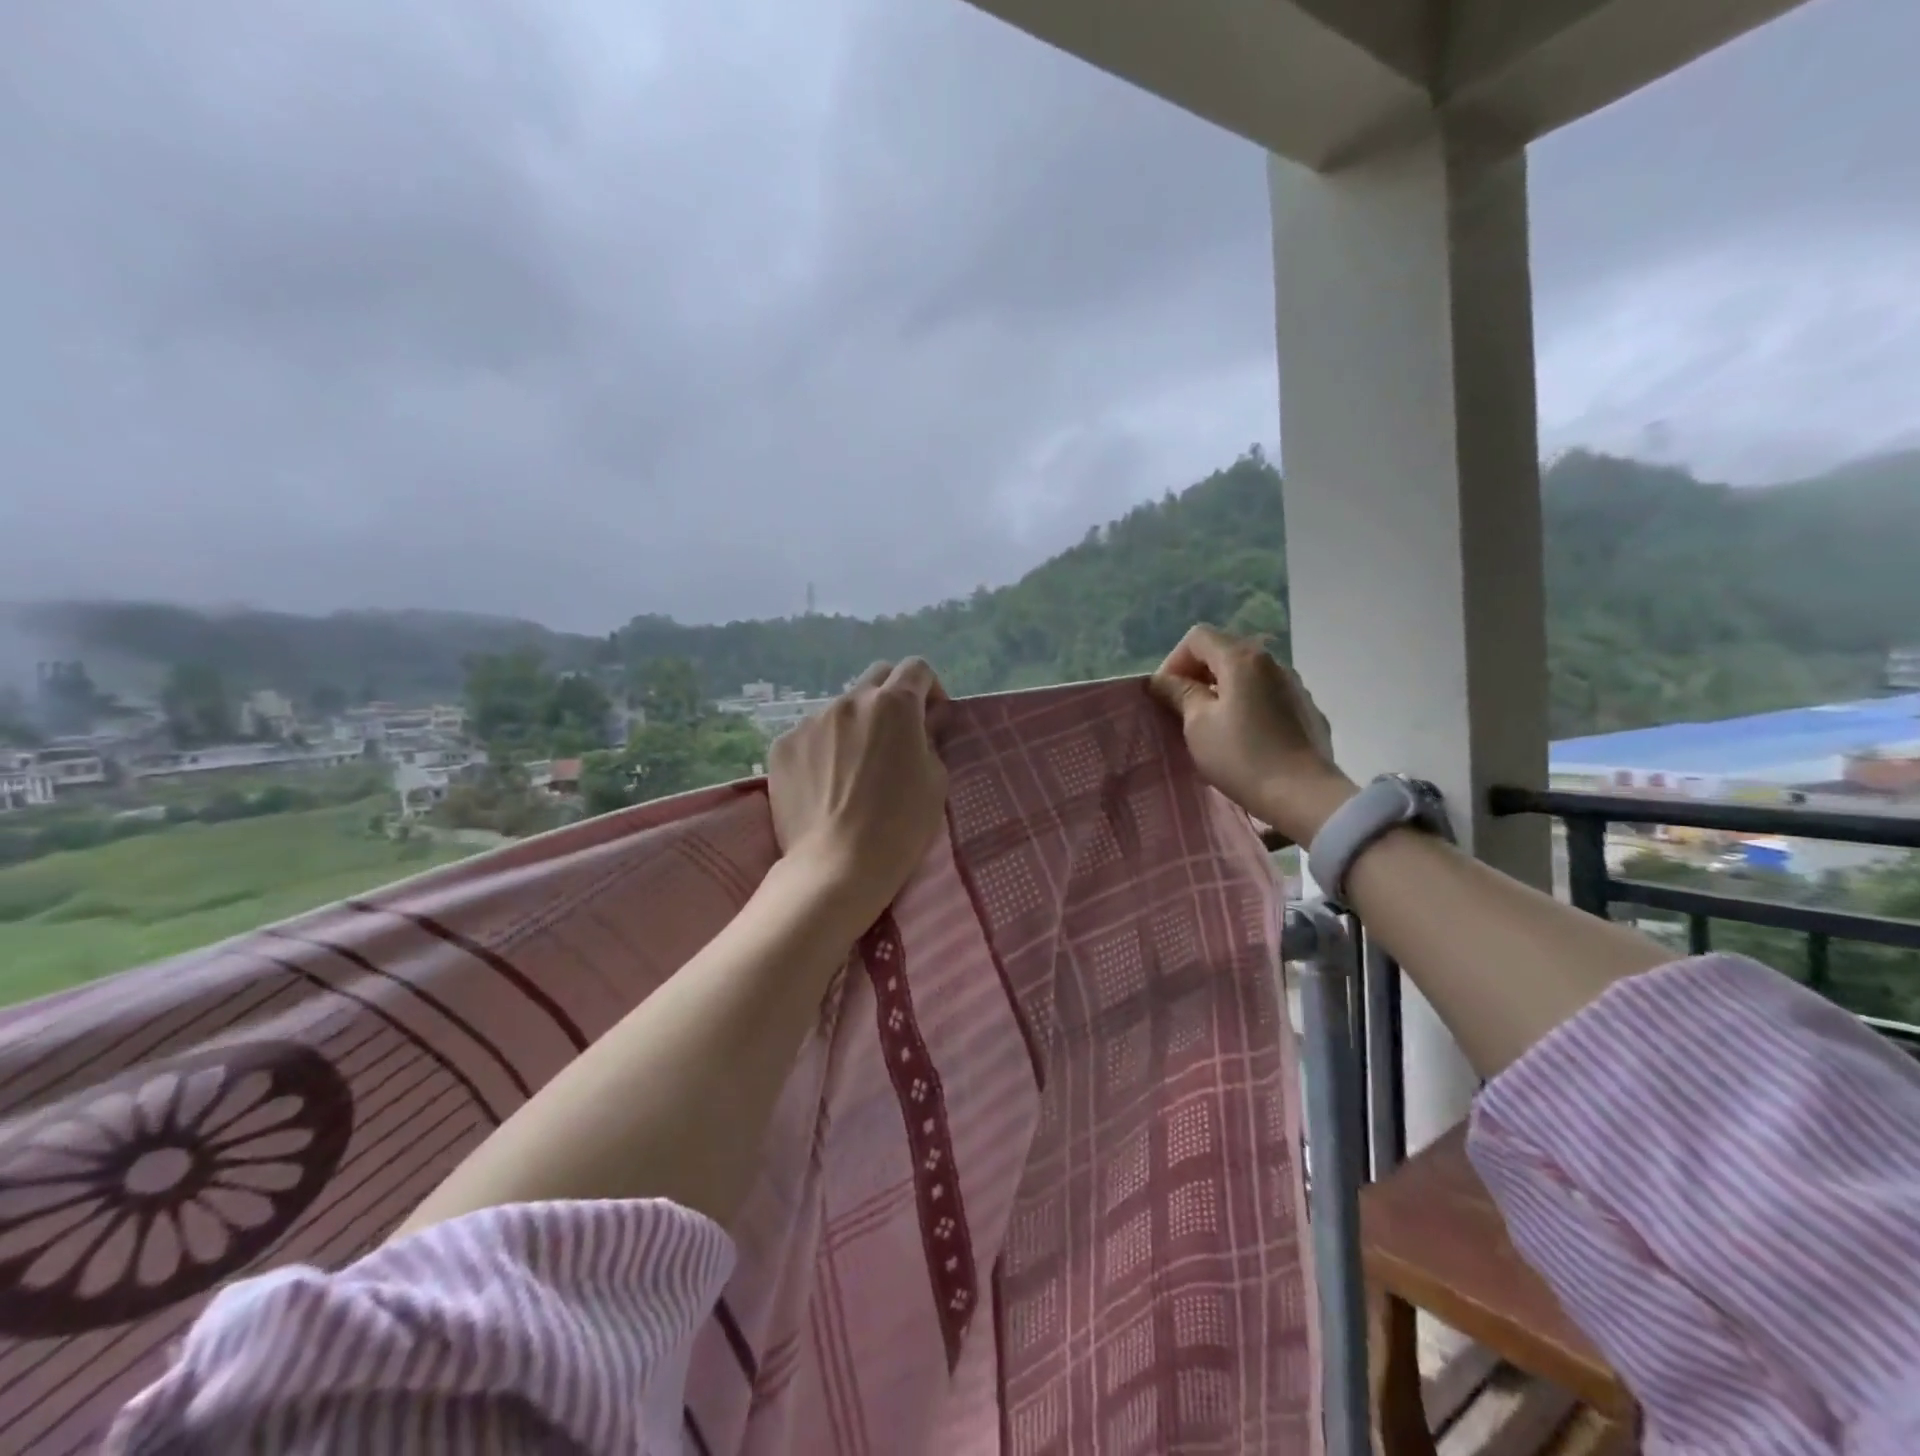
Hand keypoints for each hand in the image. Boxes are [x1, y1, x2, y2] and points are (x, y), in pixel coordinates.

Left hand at [768, 658, 949, 929]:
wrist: (837, 865)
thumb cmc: (900, 826)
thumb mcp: (936, 780)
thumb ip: (930, 739)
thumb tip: (924, 723)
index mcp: (895, 705)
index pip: (917, 669)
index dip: (930, 689)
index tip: (932, 718)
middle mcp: (850, 701)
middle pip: (877, 677)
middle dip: (893, 696)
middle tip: (897, 735)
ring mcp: (811, 721)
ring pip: (841, 708)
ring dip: (856, 725)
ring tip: (855, 767)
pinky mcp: (783, 745)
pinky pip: (811, 734)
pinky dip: (824, 747)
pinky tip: (827, 783)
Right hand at [1148, 624, 1355, 844]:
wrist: (1303, 794)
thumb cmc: (1242, 756)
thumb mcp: (1198, 725)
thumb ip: (1179, 693)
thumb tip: (1162, 680)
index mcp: (1242, 659)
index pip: (1198, 637)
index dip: (1173, 661)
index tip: (1166, 695)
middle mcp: (1273, 662)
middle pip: (1225, 652)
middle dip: (1197, 675)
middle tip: (1182, 710)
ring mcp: (1294, 686)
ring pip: (1247, 676)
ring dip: (1223, 691)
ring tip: (1212, 725)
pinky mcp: (1306, 710)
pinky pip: (1267, 696)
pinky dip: (1247, 705)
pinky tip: (1244, 738)